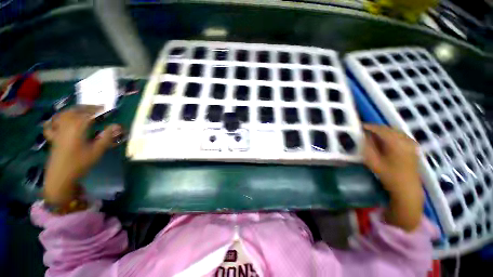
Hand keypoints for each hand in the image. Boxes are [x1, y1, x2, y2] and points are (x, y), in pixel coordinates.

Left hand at [42, 106, 121, 204]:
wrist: (60, 177)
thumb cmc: (80, 164)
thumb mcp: (96, 151)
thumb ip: (106, 137)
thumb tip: (117, 126)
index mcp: (76, 129)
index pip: (87, 114)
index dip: (97, 109)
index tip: (106, 108)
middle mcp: (65, 126)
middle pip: (74, 111)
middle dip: (86, 107)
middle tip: (97, 108)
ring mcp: (57, 131)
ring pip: (63, 115)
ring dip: (74, 110)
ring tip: (82, 110)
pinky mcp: (54, 137)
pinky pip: (52, 124)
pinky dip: (57, 119)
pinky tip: (60, 119)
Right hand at [363, 124, 423, 231]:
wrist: (407, 188)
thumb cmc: (388, 175)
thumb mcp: (373, 161)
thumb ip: (367, 146)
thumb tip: (362, 136)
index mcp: (396, 143)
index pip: (381, 129)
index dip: (369, 126)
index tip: (359, 126)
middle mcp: (406, 140)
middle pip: (389, 129)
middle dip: (376, 128)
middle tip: (364, 131)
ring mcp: (411, 143)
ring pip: (395, 131)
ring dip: (383, 131)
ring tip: (372, 135)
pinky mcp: (413, 147)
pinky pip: (400, 136)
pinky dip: (391, 135)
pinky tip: (385, 140)